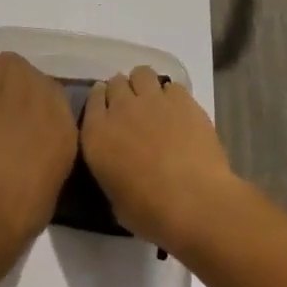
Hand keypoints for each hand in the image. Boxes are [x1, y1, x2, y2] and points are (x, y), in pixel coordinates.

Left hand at [0, 52, 78, 249]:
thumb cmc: (23, 210)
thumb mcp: (55, 175)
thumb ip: (53, 144)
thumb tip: (40, 133)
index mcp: (66, 126)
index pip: (57, 92)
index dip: (41, 100)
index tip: (29, 113)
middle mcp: (44, 103)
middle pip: (33, 71)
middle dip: (22, 81)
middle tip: (10, 102)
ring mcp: (12, 97)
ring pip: (9, 62)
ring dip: (3, 72)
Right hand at [80, 66, 244, 254]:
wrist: (194, 203)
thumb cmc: (150, 212)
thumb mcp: (114, 198)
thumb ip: (110, 170)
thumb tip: (118, 164)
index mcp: (96, 134)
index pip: (92, 99)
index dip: (101, 102)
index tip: (108, 112)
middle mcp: (120, 108)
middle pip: (116, 82)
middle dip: (122, 92)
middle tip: (132, 111)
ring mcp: (152, 100)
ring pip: (141, 73)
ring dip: (144, 85)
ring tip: (154, 104)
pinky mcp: (181, 99)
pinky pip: (171, 86)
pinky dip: (172, 96)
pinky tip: (179, 113)